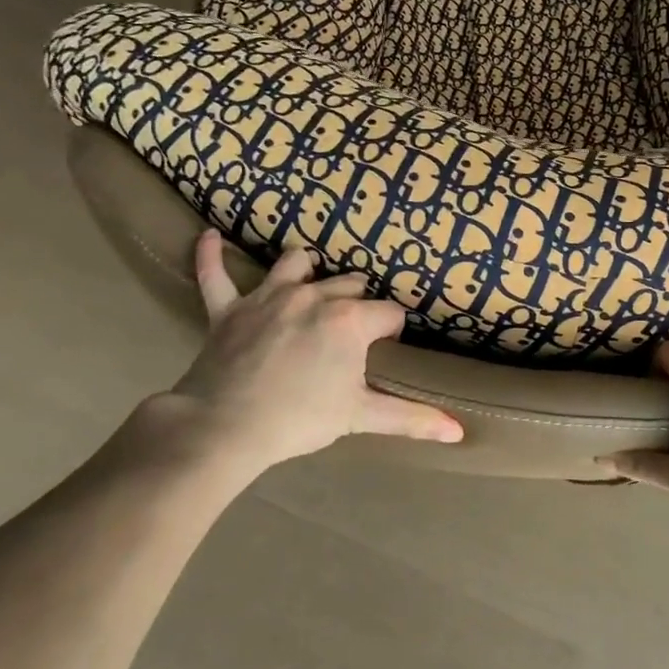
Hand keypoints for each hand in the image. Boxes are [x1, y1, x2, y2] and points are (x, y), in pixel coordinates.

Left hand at [126, 231, 463, 475]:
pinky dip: (211, 256)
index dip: (392, 330)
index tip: (387, 348)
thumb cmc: (299, 420)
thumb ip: (411, 418)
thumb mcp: (360, 417)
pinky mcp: (229, 309)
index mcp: (348, 320)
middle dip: (357, 302)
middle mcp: (313, 296)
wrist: (224, 427)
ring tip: (311, 276)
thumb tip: (459, 431)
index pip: (388, 313)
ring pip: (295, 264)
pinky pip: (215, 274)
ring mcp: (267, 297)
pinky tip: (209, 237)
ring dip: (306, 268)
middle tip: (354, 330)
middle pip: (348, 285)